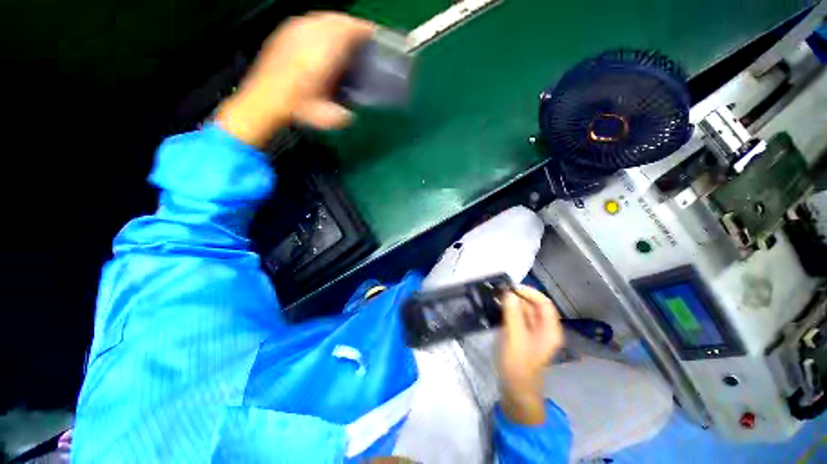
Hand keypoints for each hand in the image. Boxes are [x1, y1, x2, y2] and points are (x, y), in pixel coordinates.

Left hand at [216, 12, 374, 146]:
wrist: (264, 99)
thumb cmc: (296, 108)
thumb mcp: (326, 118)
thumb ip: (343, 113)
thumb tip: (351, 112)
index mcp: (323, 56)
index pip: (349, 31)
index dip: (364, 30)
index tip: (374, 34)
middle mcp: (309, 37)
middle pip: (337, 20)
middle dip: (352, 25)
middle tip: (362, 35)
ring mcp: (295, 31)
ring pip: (323, 17)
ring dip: (337, 24)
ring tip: (345, 35)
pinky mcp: (285, 32)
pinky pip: (309, 21)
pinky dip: (321, 25)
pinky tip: (324, 36)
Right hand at [498, 285, 563, 424]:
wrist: (515, 389)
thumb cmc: (518, 364)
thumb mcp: (515, 337)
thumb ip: (513, 313)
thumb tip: (508, 293)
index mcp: (549, 329)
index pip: (543, 302)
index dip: (529, 292)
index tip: (510, 287)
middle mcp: (544, 328)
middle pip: (534, 305)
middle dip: (518, 296)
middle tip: (499, 291)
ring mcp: (534, 332)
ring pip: (525, 310)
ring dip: (512, 302)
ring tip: (497, 297)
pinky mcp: (523, 335)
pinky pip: (518, 317)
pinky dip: (509, 310)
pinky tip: (498, 307)